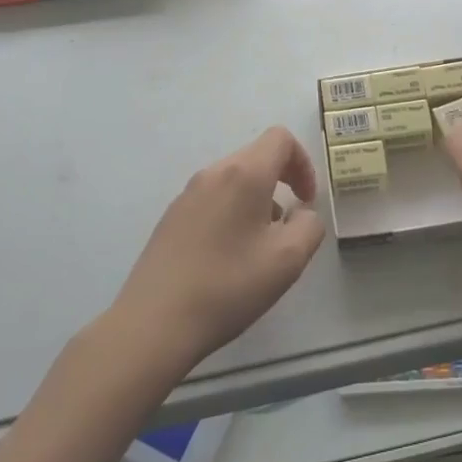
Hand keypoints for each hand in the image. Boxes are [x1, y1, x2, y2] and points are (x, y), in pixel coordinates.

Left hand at [111, 127, 325, 372]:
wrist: (153, 323)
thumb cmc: (228, 286)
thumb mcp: (288, 260)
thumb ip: (309, 226)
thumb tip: (301, 213)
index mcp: (244, 174)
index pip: (280, 138)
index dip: (303, 163)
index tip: (306, 200)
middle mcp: (214, 173)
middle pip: (257, 156)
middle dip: (281, 182)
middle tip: (286, 227)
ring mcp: (187, 194)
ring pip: (234, 179)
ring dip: (256, 200)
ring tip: (257, 248)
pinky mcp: (171, 217)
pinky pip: (213, 198)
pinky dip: (231, 213)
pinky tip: (226, 258)